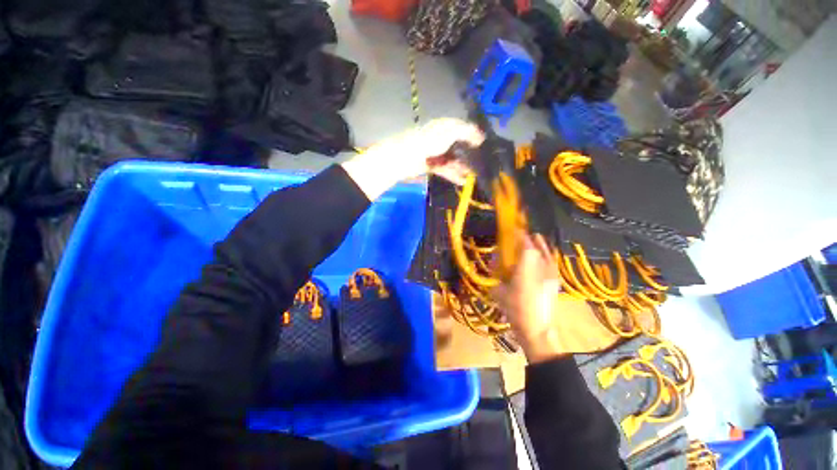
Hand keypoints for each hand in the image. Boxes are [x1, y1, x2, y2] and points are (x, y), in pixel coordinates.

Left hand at [342, 118, 482, 200]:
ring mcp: (434, 153)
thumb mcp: (448, 132)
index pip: (460, 127)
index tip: (483, 143)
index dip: (472, 134)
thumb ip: (465, 132)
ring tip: (473, 175)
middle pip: (457, 145)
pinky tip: (462, 181)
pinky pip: (444, 169)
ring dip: (462, 166)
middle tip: (480, 163)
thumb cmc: (427, 143)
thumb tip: (480, 136)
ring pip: (451, 159)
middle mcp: (439, 139)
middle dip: (468, 153)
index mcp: (442, 127)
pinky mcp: (429, 166)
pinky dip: (453, 174)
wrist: (403, 159)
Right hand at [493, 233, 565, 363]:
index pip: (526, 247)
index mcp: (525, 272)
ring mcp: (551, 275)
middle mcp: (541, 270)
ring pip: (547, 253)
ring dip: (540, 245)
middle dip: (530, 238)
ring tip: (534, 239)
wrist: (537, 330)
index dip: (520, 236)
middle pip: (537, 247)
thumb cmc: (515, 310)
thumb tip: (495, 262)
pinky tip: (543, 255)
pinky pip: (552, 262)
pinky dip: (547, 255)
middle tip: (523, 234)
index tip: (514, 229)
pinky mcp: (556, 281)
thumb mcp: (498, 292)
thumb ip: (496, 275)